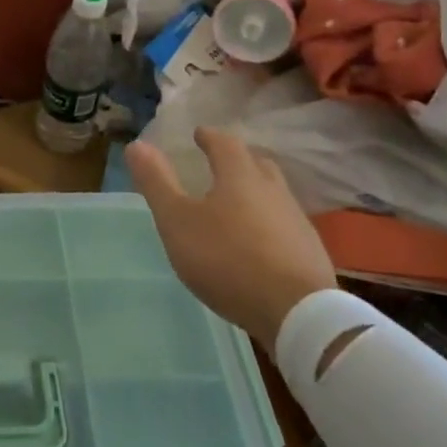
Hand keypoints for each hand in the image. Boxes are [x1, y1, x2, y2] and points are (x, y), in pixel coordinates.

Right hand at [127, 127, 336, 348]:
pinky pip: (285, 224)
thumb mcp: (177, 221)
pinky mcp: (310, 252)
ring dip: (256, 192)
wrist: (296, 312)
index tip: (199, 134)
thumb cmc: (227, 258)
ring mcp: (296, 222)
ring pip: (275, 194)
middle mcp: (273, 191)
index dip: (210, 137)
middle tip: (221, 163)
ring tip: (237, 203)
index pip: (226, 144)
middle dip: (238, 160)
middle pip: (257, 164)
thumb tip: (136, 144)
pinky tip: (259, 241)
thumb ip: (157, 183)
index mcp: (240, 177)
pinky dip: (268, 223)